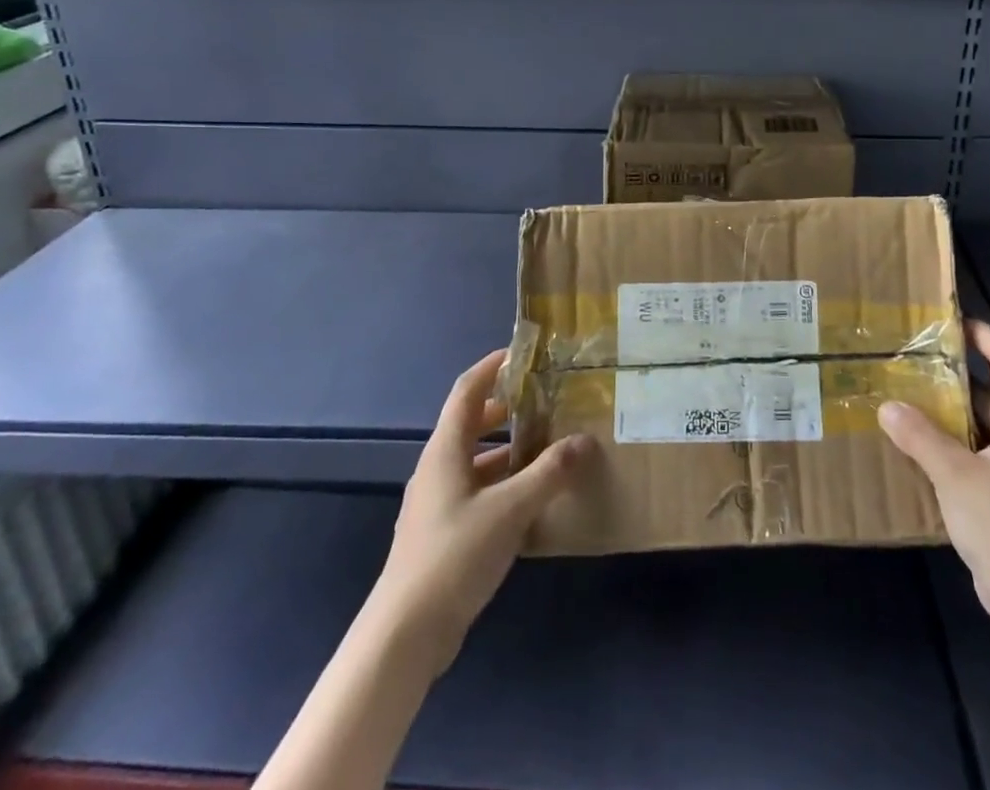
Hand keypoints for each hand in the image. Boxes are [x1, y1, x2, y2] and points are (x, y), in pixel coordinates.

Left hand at [370, 350, 590, 671]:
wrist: (405, 635)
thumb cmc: (455, 555)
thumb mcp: (511, 509)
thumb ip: (549, 473)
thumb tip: (585, 441)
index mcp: (446, 450)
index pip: (467, 390)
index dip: (492, 367)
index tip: (522, 354)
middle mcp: (437, 469)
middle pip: (470, 424)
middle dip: (505, 409)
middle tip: (544, 402)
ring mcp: (437, 504)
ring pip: (475, 461)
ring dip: (507, 451)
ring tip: (547, 448)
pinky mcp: (442, 535)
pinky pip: (476, 493)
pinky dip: (502, 485)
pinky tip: (531, 501)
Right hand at [878, 320, 989, 630]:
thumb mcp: (955, 474)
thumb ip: (920, 435)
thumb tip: (888, 405)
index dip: (982, 336)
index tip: (949, 321)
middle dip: (955, 375)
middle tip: (915, 359)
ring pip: (983, 426)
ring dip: (950, 412)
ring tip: (908, 396)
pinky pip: (979, 454)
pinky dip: (953, 444)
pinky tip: (919, 445)